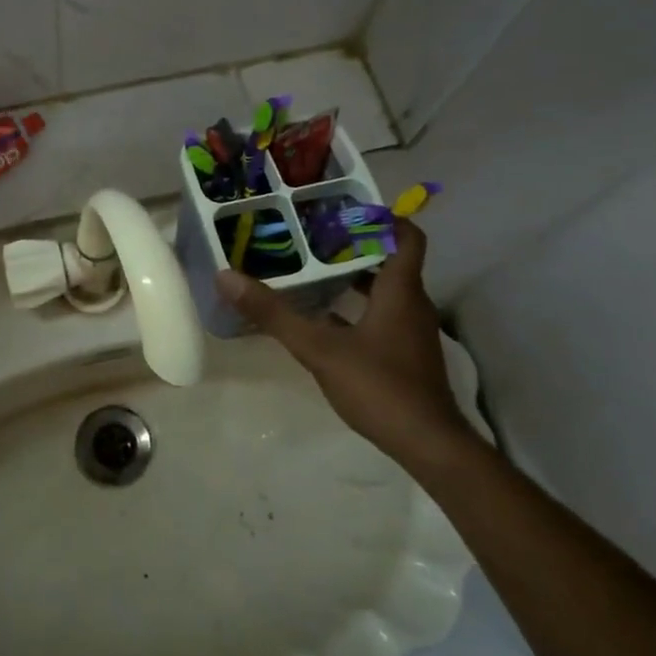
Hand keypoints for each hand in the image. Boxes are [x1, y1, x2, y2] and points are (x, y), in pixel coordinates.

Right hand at [215, 222, 474, 464]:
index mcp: (400, 290)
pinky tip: (325, 319)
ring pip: (386, 290)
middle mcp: (412, 304)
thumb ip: (274, 313)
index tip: (344, 209)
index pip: (407, 236)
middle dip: (356, 245)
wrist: (428, 446)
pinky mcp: (407, 355)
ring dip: (355, 277)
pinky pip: (382, 316)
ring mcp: (412, 332)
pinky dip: (357, 308)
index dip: (382, 217)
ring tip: (314, 270)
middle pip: (391, 260)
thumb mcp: (318, 348)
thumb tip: (227, 276)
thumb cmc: (379, 386)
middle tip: (314, 236)